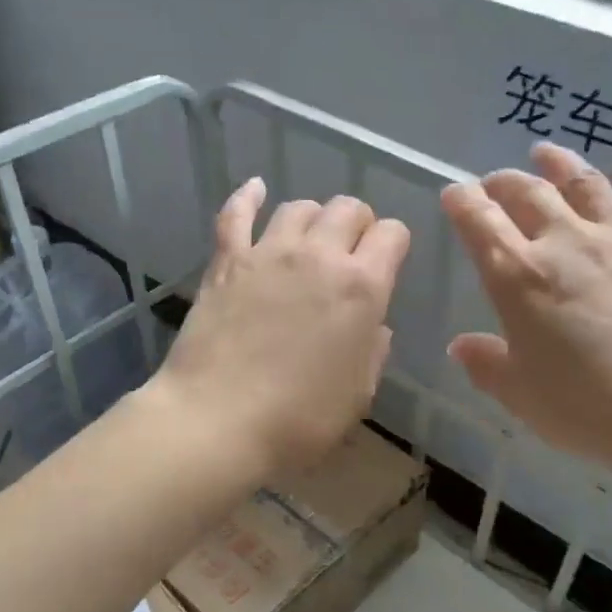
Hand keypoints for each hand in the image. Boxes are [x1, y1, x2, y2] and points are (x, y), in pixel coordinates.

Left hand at [154, 179, 410, 474]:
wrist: (217, 421)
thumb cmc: (298, 420)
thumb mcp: (358, 395)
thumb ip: (372, 351)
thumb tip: (374, 324)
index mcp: (362, 287)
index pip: (392, 235)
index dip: (394, 244)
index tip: (387, 263)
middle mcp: (319, 256)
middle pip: (349, 209)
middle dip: (358, 225)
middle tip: (351, 253)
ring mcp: (268, 253)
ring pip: (300, 207)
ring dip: (314, 218)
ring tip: (311, 239)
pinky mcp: (226, 261)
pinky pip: (236, 213)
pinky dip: (248, 197)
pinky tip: (256, 189)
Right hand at [442, 143, 611, 490]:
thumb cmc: (588, 408)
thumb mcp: (521, 395)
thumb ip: (487, 364)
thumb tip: (462, 345)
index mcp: (518, 277)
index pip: (479, 223)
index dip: (461, 202)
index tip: (452, 193)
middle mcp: (564, 243)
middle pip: (527, 194)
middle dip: (503, 183)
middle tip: (493, 183)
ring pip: (583, 184)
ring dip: (559, 164)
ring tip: (544, 152)